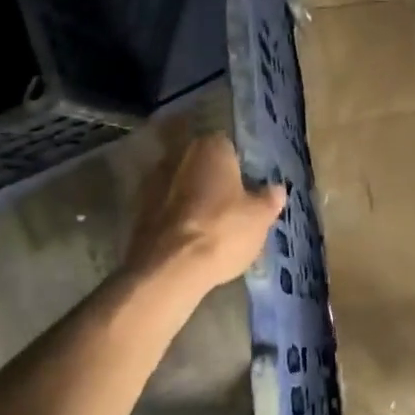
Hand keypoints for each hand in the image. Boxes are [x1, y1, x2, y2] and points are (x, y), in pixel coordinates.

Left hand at [125, 133, 284, 297]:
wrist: (169, 269)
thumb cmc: (223, 230)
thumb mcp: (260, 217)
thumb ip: (269, 198)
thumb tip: (277, 189)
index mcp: (211, 147)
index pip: (228, 145)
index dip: (238, 165)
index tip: (246, 185)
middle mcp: (180, 155)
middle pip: (201, 164)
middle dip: (212, 179)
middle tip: (229, 203)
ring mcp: (153, 182)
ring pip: (180, 185)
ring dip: (190, 198)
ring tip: (207, 225)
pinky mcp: (137, 211)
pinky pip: (163, 208)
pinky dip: (174, 218)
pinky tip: (187, 239)